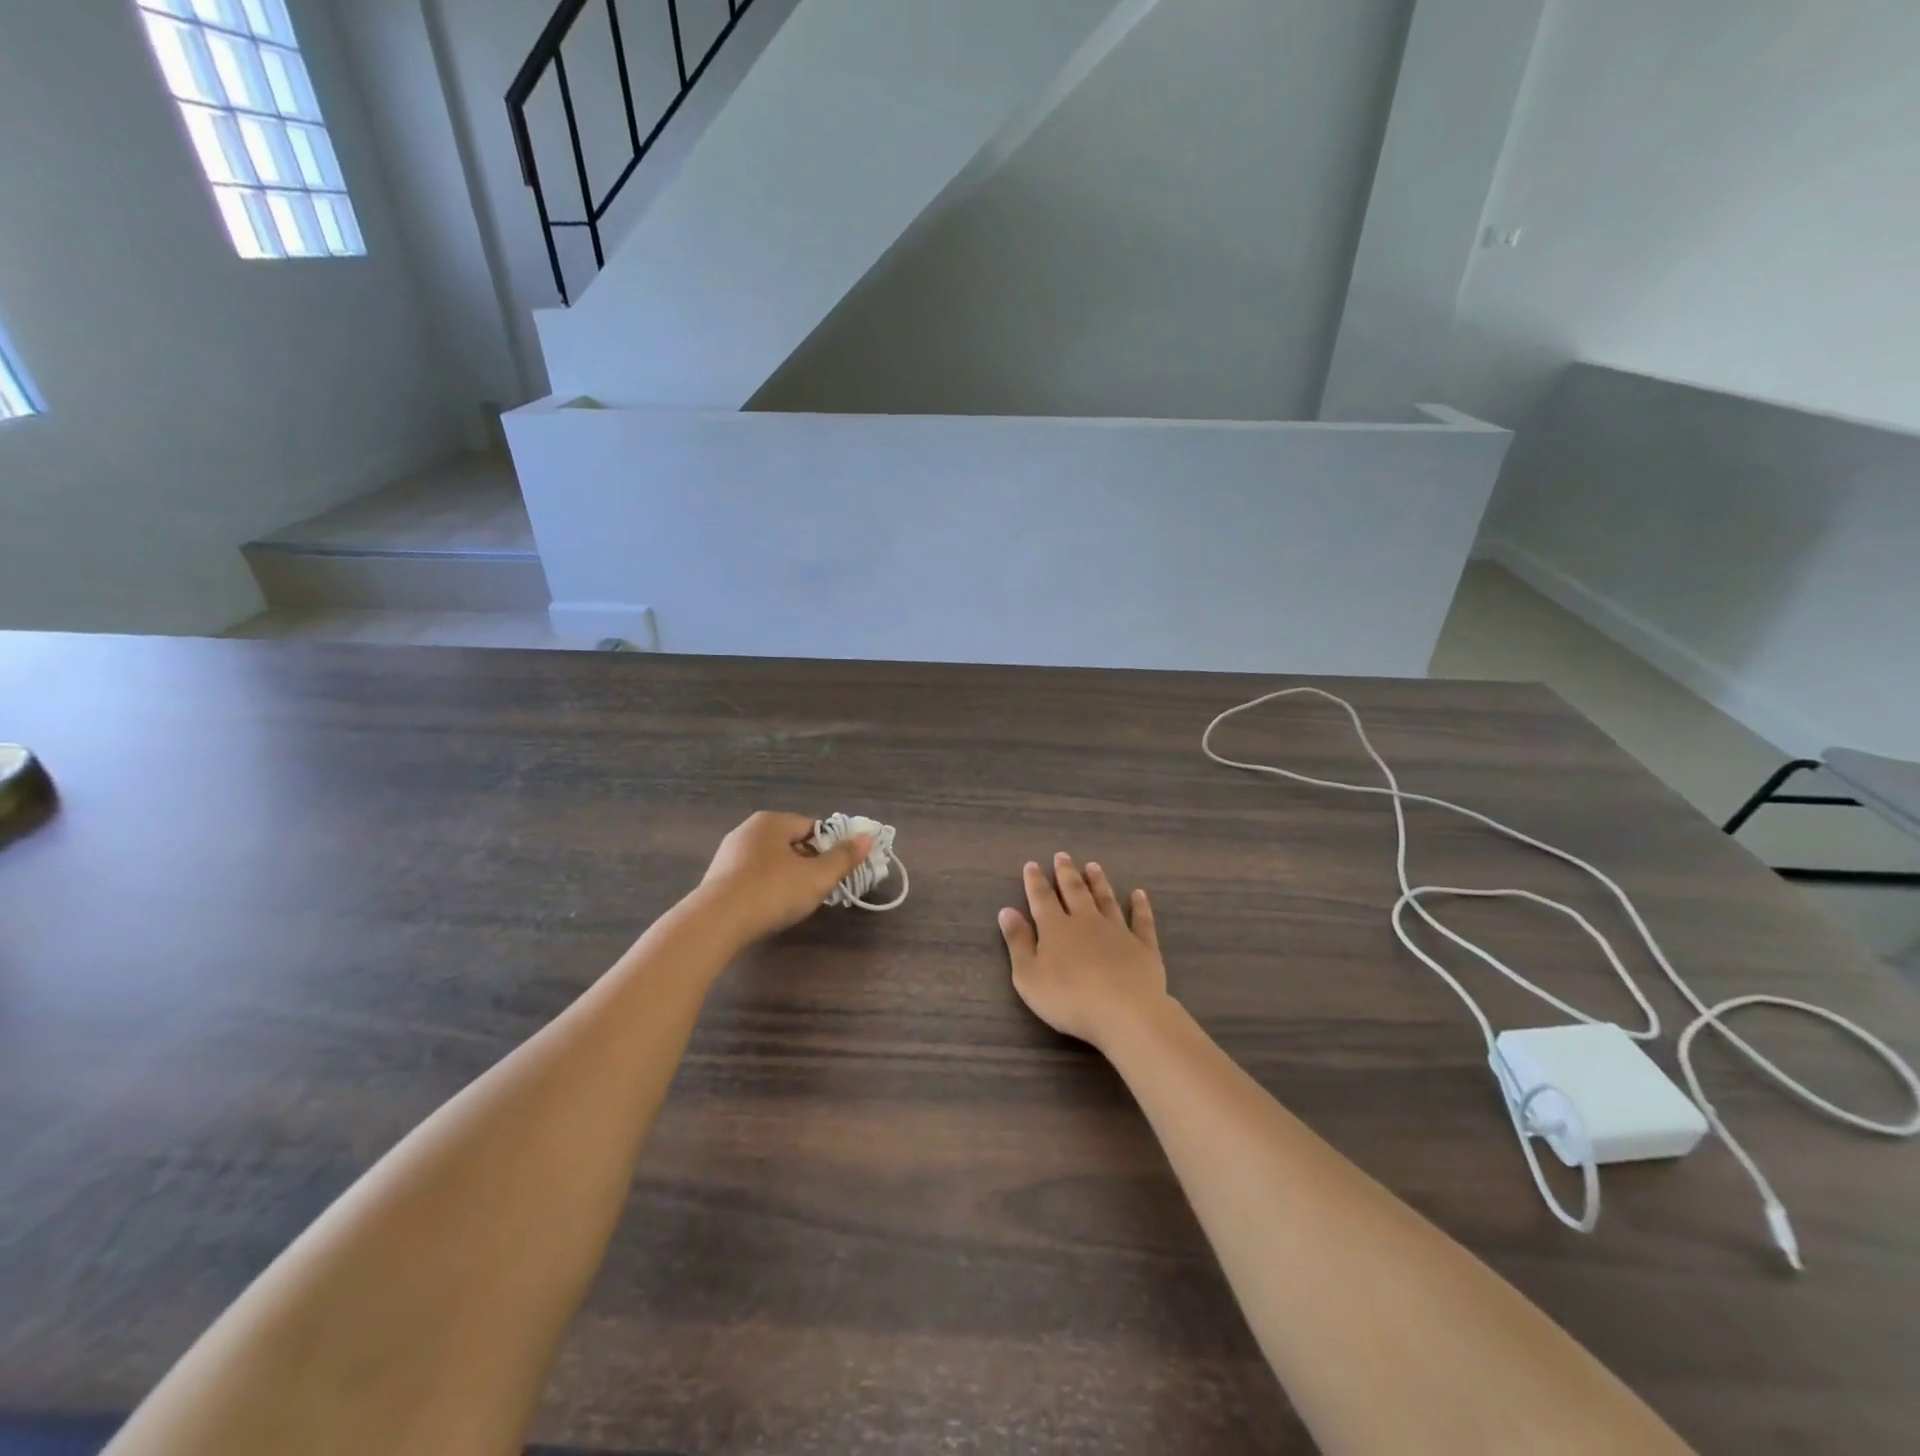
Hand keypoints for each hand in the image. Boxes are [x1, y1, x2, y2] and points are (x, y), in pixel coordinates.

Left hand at [694, 811, 872, 944]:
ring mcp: (728, 854)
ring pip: (771, 862)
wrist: (715, 923)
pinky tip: (769, 909)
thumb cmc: (772, 891)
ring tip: (796, 902)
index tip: (837, 872)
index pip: (812, 827)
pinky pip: (752, 878)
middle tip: (820, 889)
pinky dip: (765, 889)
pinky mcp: (717, 879)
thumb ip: (844, 857)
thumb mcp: (817, 877)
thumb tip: (867, 838)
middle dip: (809, 864)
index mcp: (772, 821)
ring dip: (787, 878)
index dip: (830, 848)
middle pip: (791, 843)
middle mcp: (748, 830)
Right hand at [998, 853, 1168, 1050]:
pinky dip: (1140, 906)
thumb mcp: (1029, 976)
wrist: (1125, 1013)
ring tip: (1093, 866)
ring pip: (1106, 900)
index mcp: (1056, 928)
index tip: (1032, 864)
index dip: (1035, 881)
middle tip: (1063, 855)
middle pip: (1075, 892)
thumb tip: (1006, 911)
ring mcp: (1117, 931)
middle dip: (1066, 873)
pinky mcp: (1143, 946)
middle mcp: (1086, 921)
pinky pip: (1141, 921)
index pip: (1042, 898)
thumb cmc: (1069, 998)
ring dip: (1099, 882)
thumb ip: (1018, 942)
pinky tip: (1139, 894)